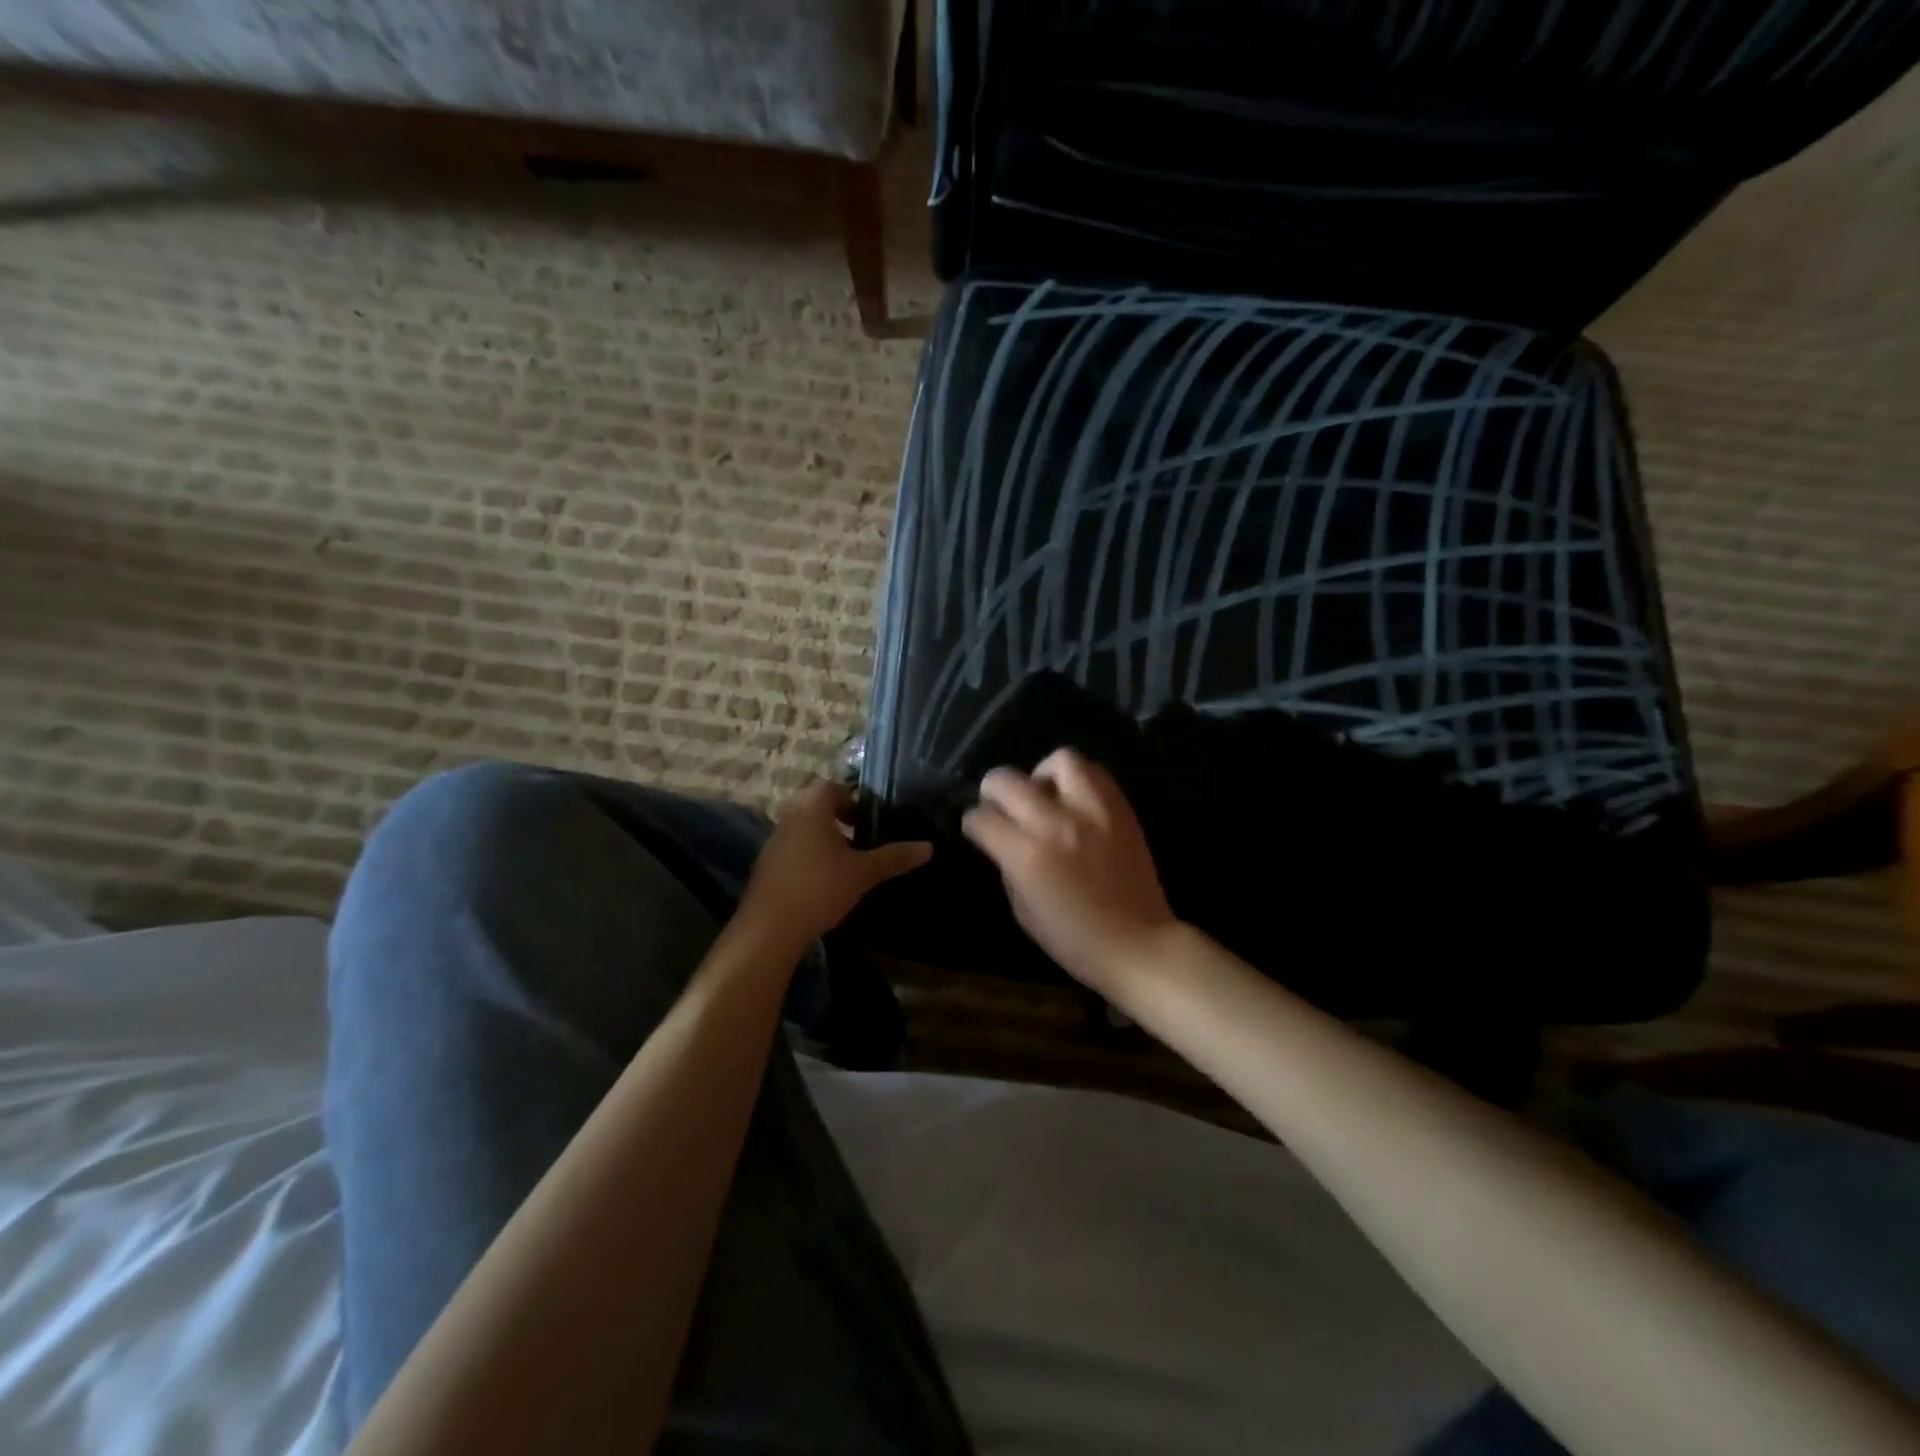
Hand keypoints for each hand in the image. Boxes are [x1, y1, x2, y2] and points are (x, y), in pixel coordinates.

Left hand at [737, 780, 931, 951]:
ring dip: (825, 837)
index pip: (832, 786)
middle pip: (817, 805)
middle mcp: (790, 816)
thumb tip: (928, 847)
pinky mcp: (767, 865)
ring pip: (804, 827)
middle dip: (840, 817)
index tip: (870, 818)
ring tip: (849, 861)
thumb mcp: (864, 872)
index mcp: (813, 808)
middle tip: (864, 836)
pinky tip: (825, 881)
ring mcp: (774, 841)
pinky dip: (810, 855)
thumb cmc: (820, 887)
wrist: (770, 928)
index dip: (853, 797)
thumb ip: (895, 857)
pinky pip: (794, 848)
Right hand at [961, 749, 1177, 997]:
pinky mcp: (1121, 808)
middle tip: (999, 803)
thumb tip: (1002, 839)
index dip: (973, 821)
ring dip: (1042, 774)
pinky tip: (1075, 801)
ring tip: (1045, 795)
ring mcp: (1093, 811)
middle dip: (992, 789)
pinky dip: (1078, 779)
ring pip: (1059, 760)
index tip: (977, 827)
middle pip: (1007, 780)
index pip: (983, 818)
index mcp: (1028, 856)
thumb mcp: (1023, 911)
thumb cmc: (1074, 939)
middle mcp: (1057, 824)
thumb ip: (1008, 866)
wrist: (1138, 943)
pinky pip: (1095, 772)